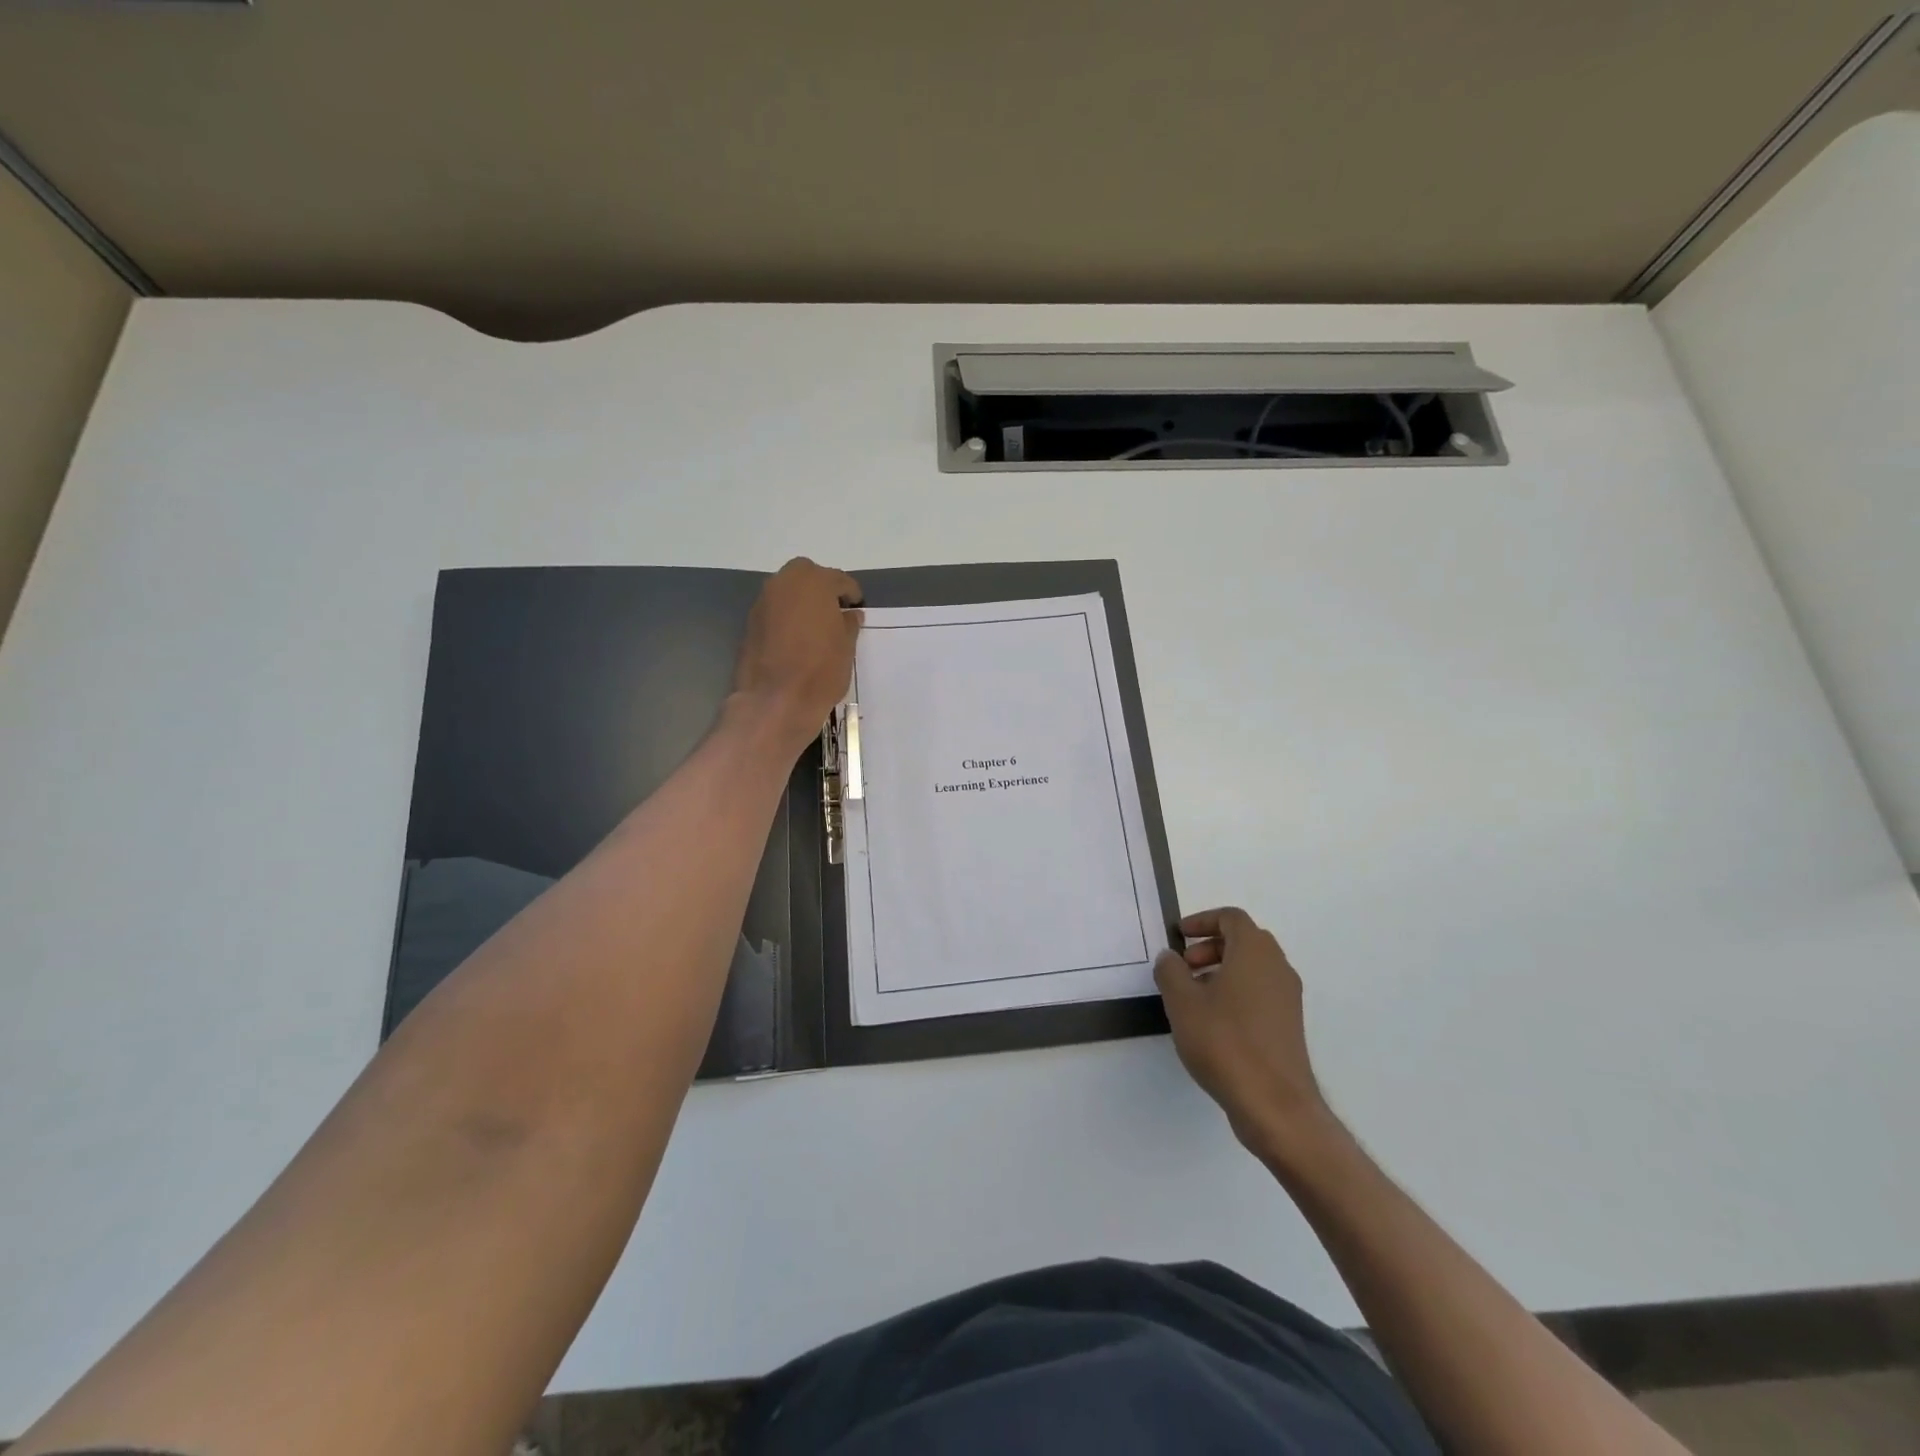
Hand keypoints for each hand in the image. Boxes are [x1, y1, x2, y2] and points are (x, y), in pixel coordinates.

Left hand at [731, 558, 862, 755]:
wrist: (775, 701)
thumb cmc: (820, 670)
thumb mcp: (847, 647)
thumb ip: (849, 624)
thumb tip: (850, 614)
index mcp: (814, 582)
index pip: (839, 580)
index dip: (851, 594)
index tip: (857, 607)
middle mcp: (784, 583)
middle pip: (807, 576)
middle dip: (822, 589)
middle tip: (835, 612)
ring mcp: (763, 602)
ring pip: (787, 592)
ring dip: (802, 603)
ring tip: (816, 628)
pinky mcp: (750, 623)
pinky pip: (775, 611)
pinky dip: (786, 618)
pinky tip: (796, 640)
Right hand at [1155, 907, 1335, 1165]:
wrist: (1274, 1104)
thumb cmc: (1225, 1042)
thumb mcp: (1182, 1002)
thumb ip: (1170, 971)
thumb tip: (1170, 957)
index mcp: (1255, 952)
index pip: (1231, 918)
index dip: (1202, 921)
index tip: (1178, 937)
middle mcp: (1277, 967)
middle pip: (1244, 940)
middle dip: (1210, 946)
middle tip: (1184, 966)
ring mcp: (1287, 998)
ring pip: (1252, 967)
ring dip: (1222, 970)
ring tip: (1193, 996)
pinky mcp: (1289, 1025)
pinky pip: (1260, 992)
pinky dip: (1235, 991)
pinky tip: (1212, 1021)